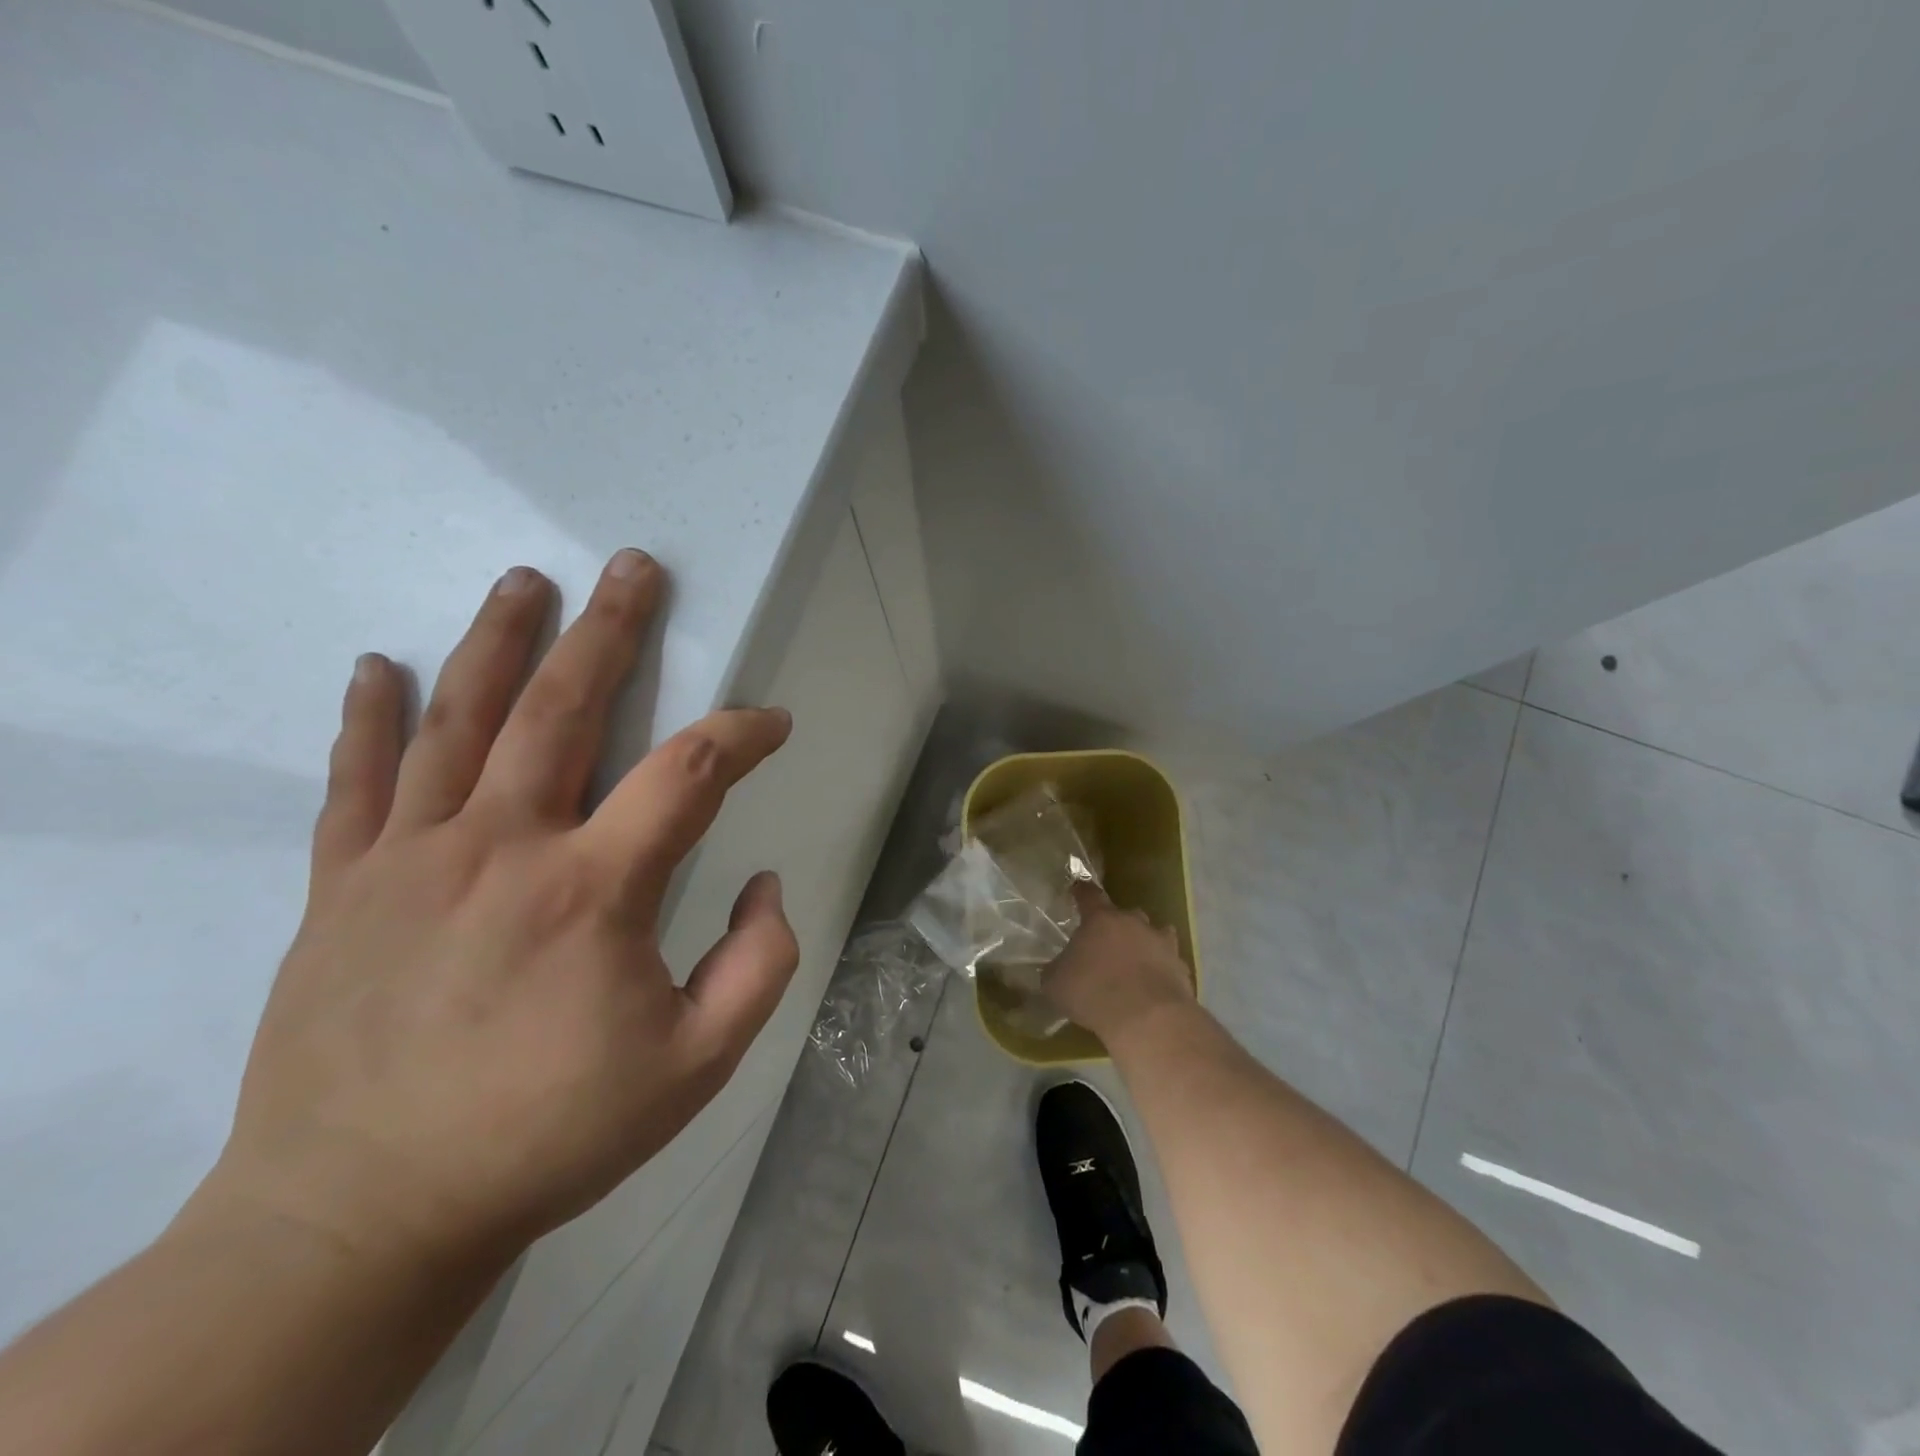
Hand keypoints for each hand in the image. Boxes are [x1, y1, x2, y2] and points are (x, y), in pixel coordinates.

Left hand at [198, 550, 797, 1272]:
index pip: (690, 774)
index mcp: (595, 891)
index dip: (743, 734)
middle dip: (611, 631)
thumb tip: (765, 882)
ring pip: (461, 722)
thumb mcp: (698, 1066)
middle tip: (633, 567)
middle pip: (565, 710)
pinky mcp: (342, 887)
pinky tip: (379, 666)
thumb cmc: (548, 1135)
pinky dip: (369, 717)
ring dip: (499, 642)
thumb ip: (759, 965)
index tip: (772, 724)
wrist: (363, 1214)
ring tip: (525, 581)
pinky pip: (356, 782)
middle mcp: (504, 849)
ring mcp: (412, 859)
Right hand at [1044, 885, 1194, 1043]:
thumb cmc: (1093, 992)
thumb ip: (1056, 970)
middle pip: (1126, 914)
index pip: (1089, 894)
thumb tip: (1056, 969)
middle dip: (1117, 925)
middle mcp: (1134, 923)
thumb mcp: (1056, 984)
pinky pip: (1169, 963)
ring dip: (1145, 944)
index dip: (1082, 892)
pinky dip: (1162, 971)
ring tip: (1136, 962)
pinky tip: (1154, 987)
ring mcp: (1162, 944)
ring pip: (1155, 934)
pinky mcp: (1181, 968)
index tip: (1077, 889)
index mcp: (1101, 919)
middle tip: (1107, 943)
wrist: (1147, 1019)